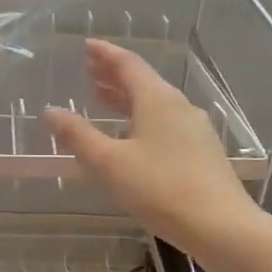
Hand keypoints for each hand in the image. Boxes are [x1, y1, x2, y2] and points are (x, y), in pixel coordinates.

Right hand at [43, 40, 255, 255]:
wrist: (221, 226)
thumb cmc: (161, 189)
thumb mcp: (110, 163)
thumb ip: (78, 136)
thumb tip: (50, 112)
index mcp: (157, 100)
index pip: (128, 64)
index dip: (105, 54)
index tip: (87, 46)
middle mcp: (178, 106)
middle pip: (143, 81)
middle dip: (114, 74)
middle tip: (89, 70)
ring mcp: (194, 129)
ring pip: (154, 103)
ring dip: (126, 97)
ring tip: (103, 98)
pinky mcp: (201, 151)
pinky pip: (165, 122)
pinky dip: (141, 117)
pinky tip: (131, 136)